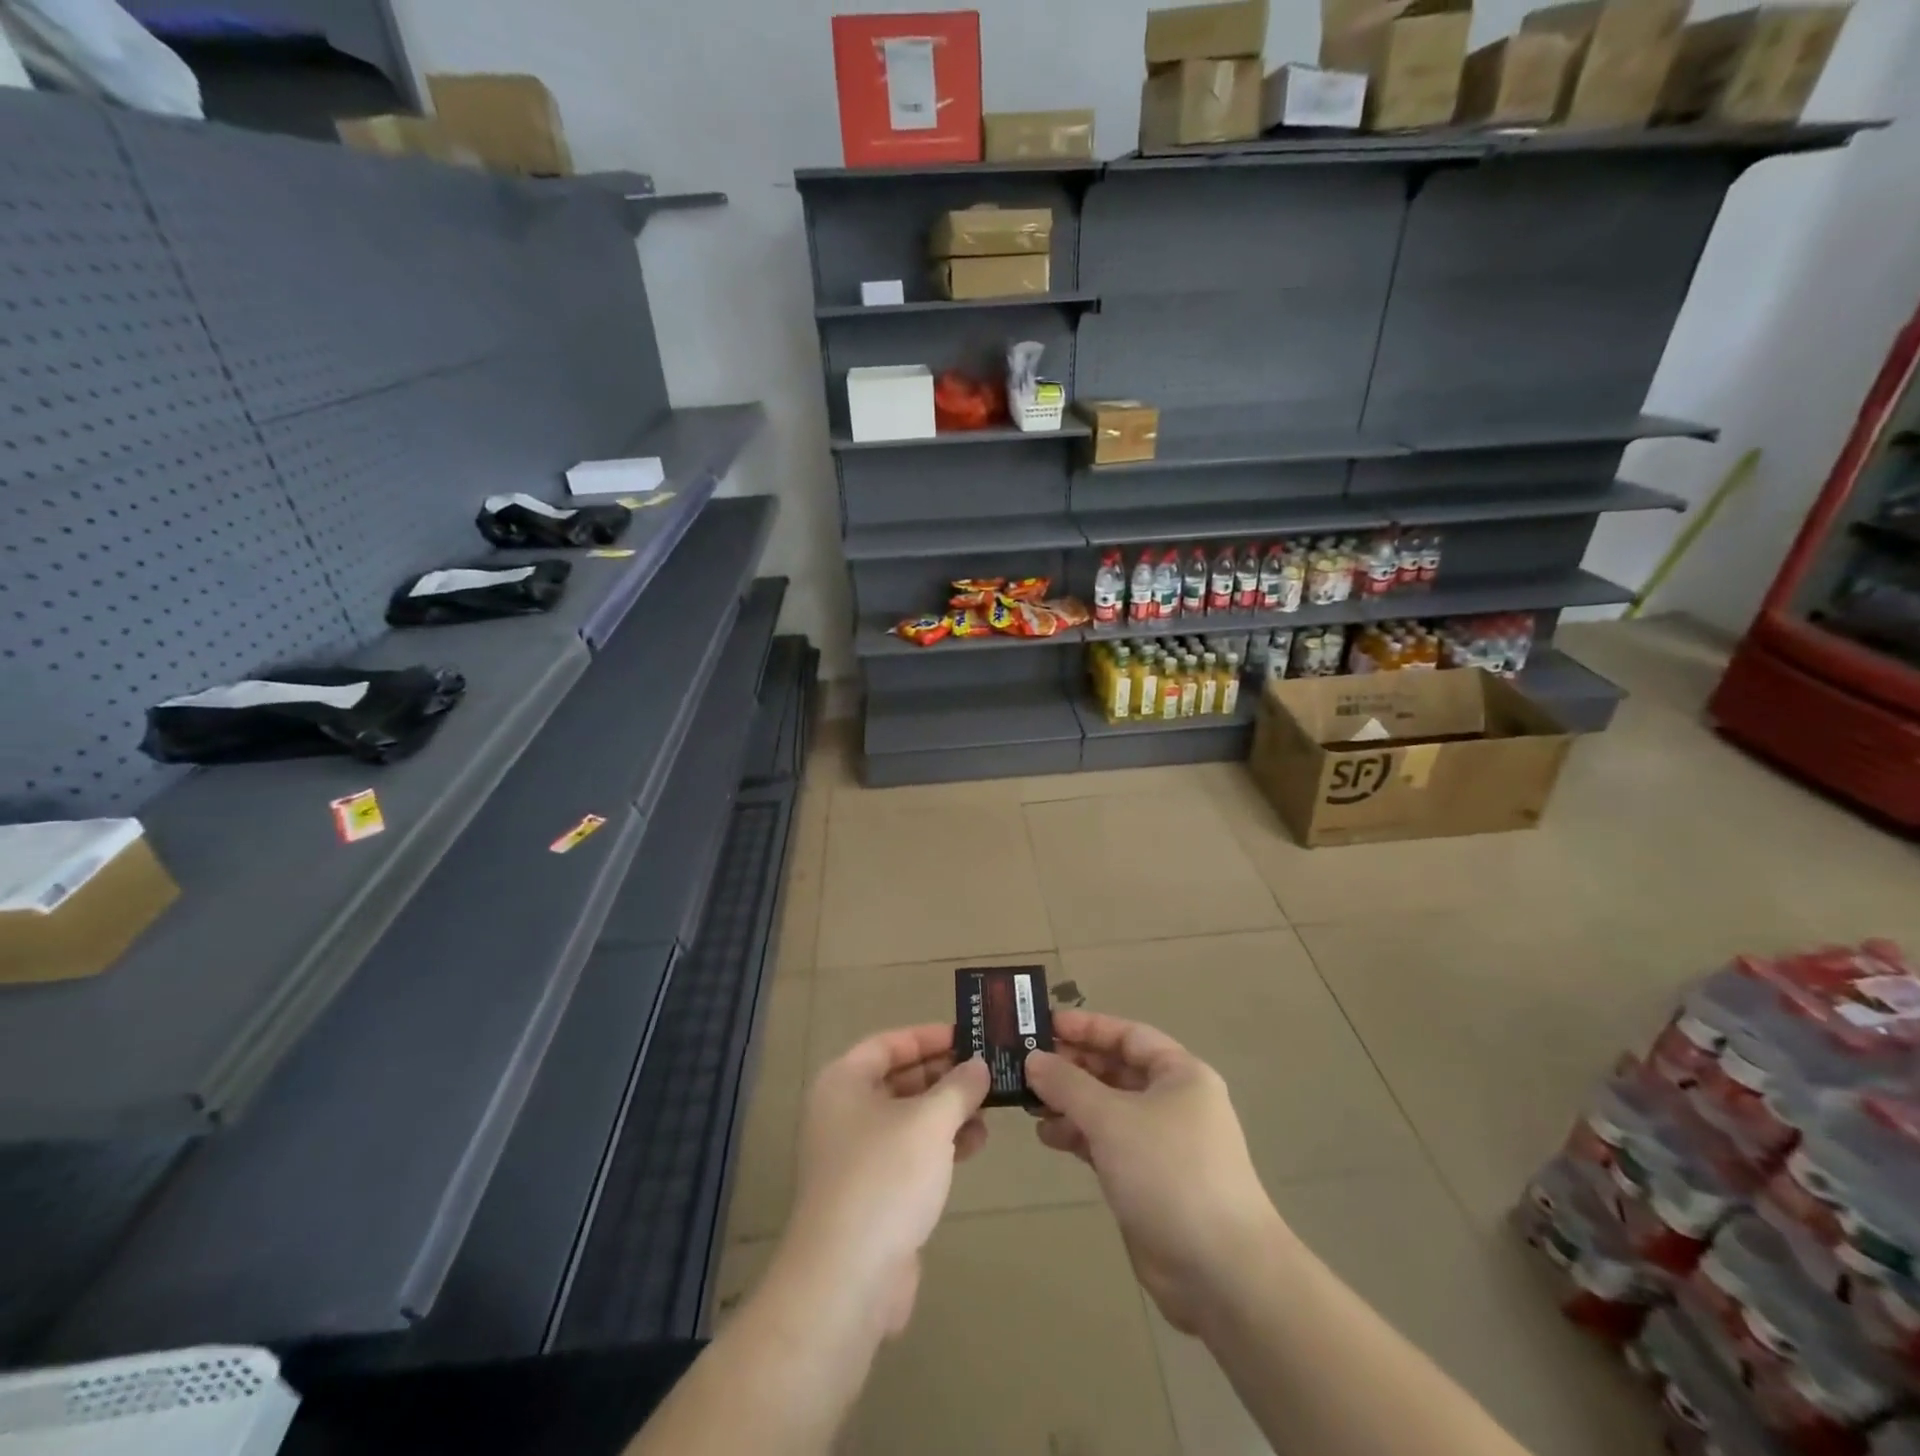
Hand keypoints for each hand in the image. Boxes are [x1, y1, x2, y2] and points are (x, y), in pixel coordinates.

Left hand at [777, 1025, 989, 1338]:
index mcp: (843, 1083)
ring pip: (908, 1119)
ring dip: (947, 1111)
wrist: (847, 1279)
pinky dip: (940, 1144)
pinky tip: (975, 1144)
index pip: (888, 1044)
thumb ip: (958, 1087)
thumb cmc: (885, 1178)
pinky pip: (910, 1154)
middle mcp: (843, 1113)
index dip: (928, 1037)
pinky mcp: (871, 1194)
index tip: (968, 1035)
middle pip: (898, 1080)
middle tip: (987, 1070)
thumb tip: (977, 1065)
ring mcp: (855, 1156)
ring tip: (990, 1108)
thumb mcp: (929, 1121)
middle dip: (943, 1075)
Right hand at [1026, 1010, 1283, 1334]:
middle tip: (1027, 1066)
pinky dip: (1080, 1136)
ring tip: (1030, 1105)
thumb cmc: (1169, 1172)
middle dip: (1073, 1067)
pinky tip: (1049, 1137)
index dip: (1087, 1027)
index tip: (1044, 1025)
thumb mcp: (1112, 1118)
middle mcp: (1173, 1102)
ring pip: (1108, 1109)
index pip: (1128, 1035)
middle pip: (1116, 1070)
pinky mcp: (1149, 1180)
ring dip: (1071, 1103)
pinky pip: (1108, 1143)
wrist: (1220, 1271)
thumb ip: (1068, 1085)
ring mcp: (1162, 1143)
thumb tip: (1033, 1060)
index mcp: (1180, 1074)